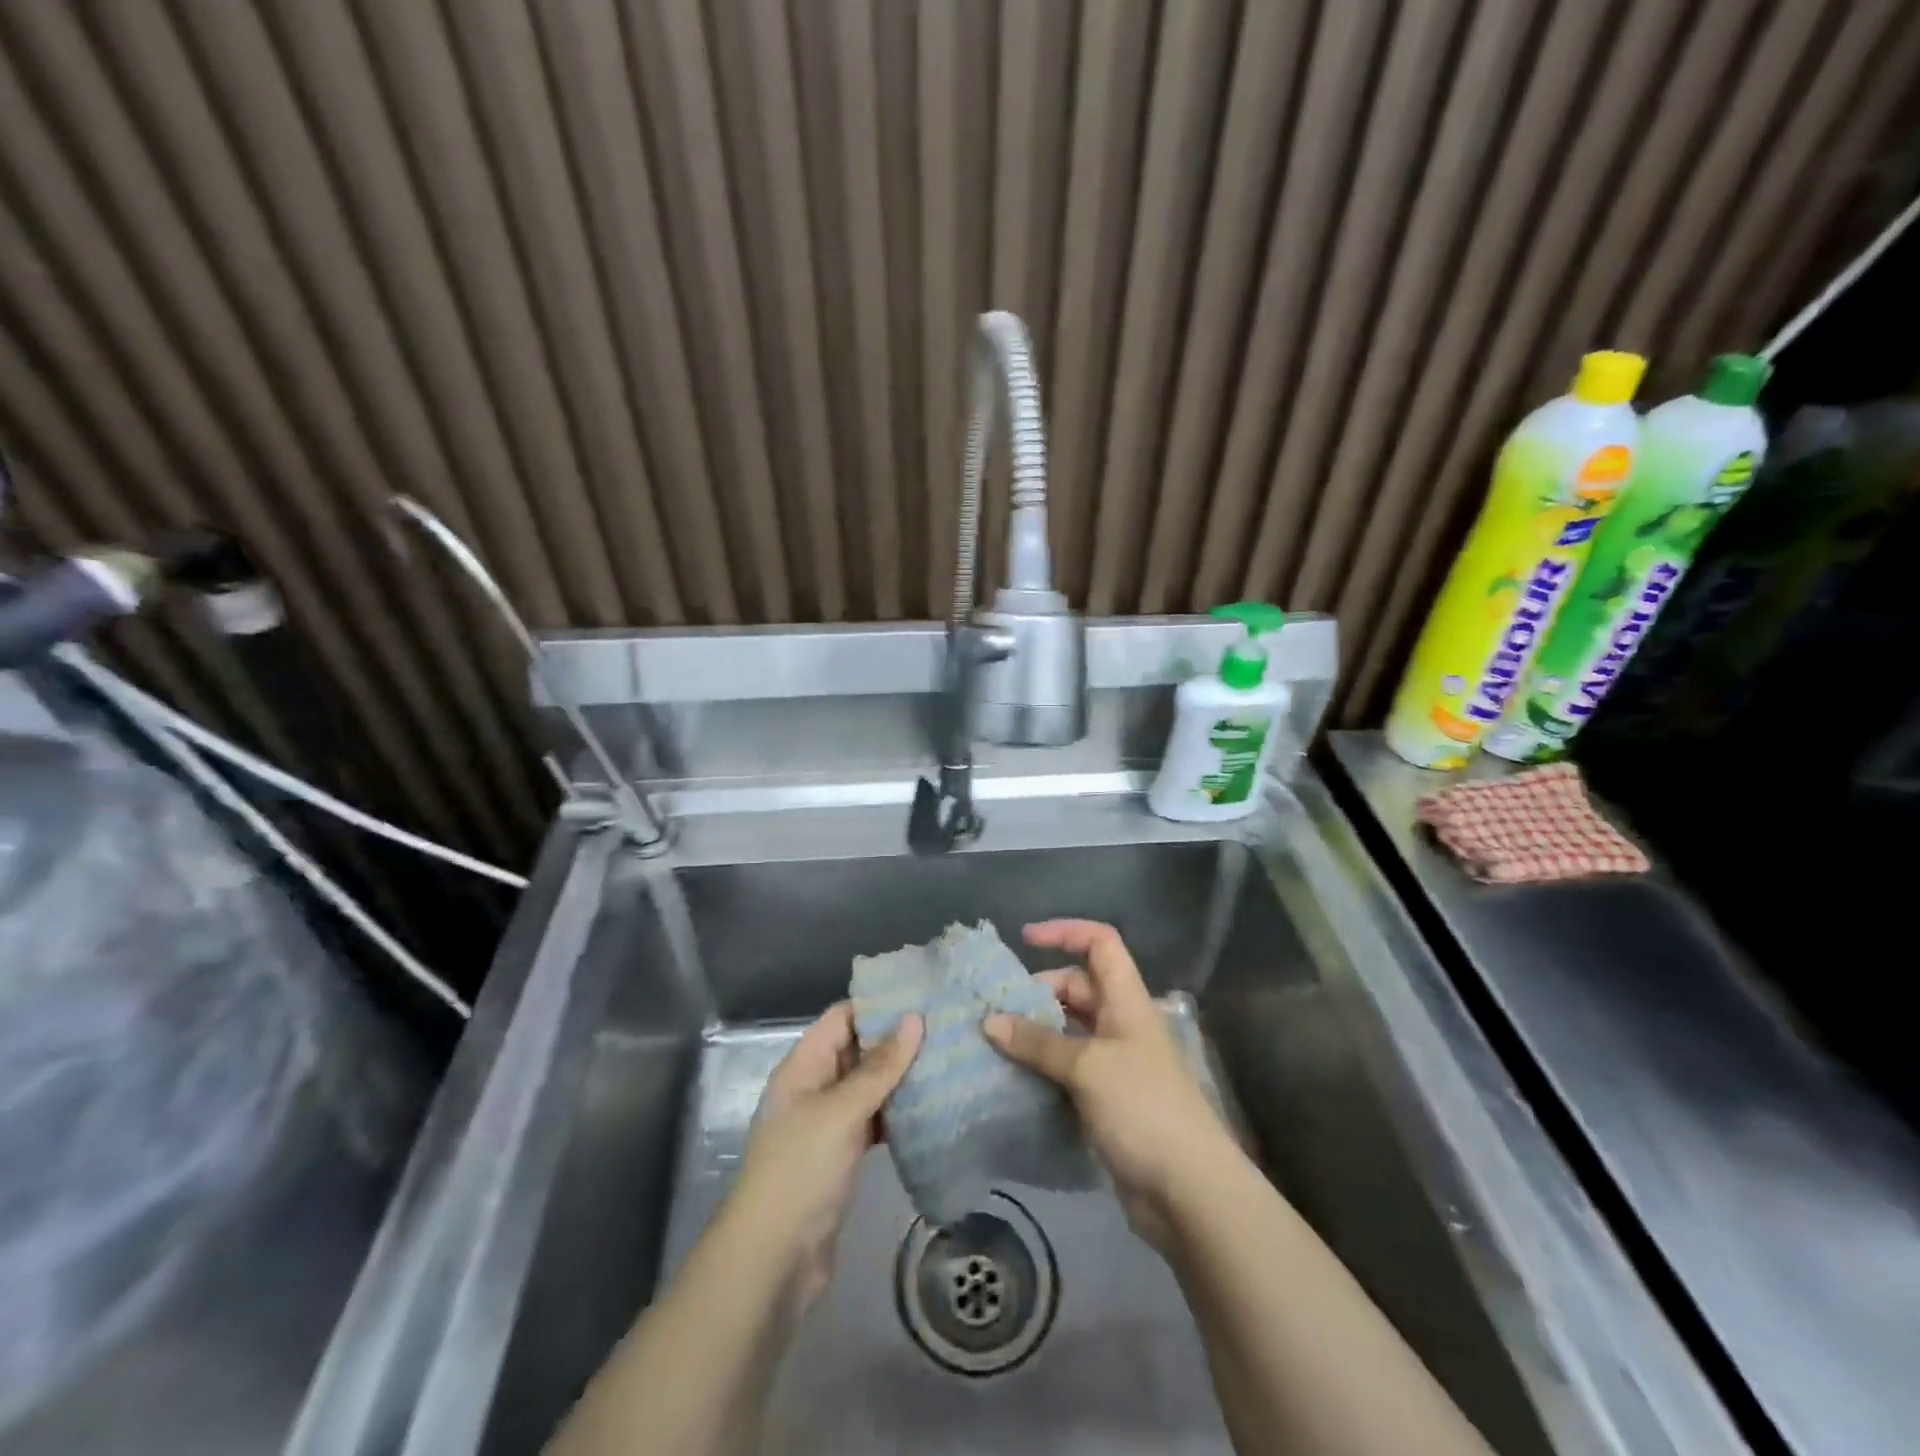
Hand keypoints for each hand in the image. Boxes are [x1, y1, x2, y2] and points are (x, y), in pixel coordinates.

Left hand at [731, 1003, 922, 1309]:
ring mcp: (829, 1122)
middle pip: (858, 1048)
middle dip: (897, 1037)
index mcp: (804, 1066)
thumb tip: (915, 1018)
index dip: (878, 1003)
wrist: (774, 1258)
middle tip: (947, 1025)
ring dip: (902, 1075)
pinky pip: (875, 1120)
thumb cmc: (802, 1169)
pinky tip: (933, 1106)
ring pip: (869, 1085)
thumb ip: (880, 1066)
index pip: (842, 1016)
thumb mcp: (841, 1110)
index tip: (923, 993)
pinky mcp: (843, 1155)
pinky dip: (899, 1112)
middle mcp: (815, 1086)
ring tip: (948, 1057)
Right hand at [983, 919, 1236, 1251]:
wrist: (1188, 1192)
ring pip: (1068, 1032)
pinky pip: (1067, 1071)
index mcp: (1126, 1002)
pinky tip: (1011, 1080)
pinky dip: (1041, 1070)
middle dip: (1037, 992)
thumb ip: (1038, 1042)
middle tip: (995, 1010)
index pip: (1100, 944)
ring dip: (1034, 1035)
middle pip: (1077, 988)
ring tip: (992, 1043)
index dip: (1065, 932)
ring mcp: (1115, 1065)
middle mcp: (1121, 1025)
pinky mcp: (1106, 1102)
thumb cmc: (1143, 1108)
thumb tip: (989, 1021)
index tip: (1024, 939)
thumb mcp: (1087, 1067)